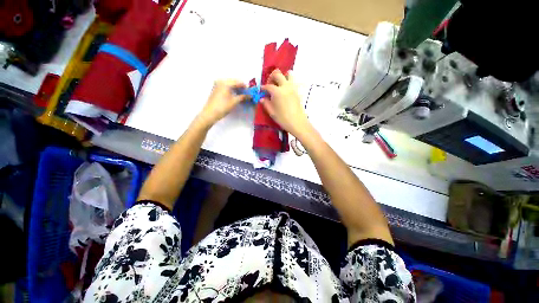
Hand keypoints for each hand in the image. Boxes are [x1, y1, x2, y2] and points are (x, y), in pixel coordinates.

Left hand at [196, 79, 247, 126]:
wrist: (210, 113)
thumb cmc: (223, 107)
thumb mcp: (234, 101)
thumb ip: (243, 97)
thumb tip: (250, 95)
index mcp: (226, 82)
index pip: (238, 82)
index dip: (245, 87)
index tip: (251, 92)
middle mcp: (221, 81)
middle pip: (234, 82)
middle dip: (241, 88)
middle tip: (247, 94)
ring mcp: (217, 84)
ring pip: (230, 85)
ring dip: (236, 89)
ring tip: (242, 96)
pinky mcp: (216, 89)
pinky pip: (226, 87)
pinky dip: (231, 90)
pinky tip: (235, 95)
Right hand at [261, 70, 310, 136]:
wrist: (298, 123)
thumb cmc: (283, 119)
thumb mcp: (272, 112)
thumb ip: (266, 103)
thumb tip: (262, 98)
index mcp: (277, 91)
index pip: (268, 86)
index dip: (263, 88)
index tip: (261, 91)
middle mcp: (285, 86)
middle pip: (277, 74)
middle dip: (271, 78)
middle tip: (269, 85)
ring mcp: (293, 87)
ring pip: (288, 74)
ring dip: (282, 77)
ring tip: (279, 85)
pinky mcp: (297, 91)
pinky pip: (293, 81)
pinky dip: (288, 81)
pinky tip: (285, 91)